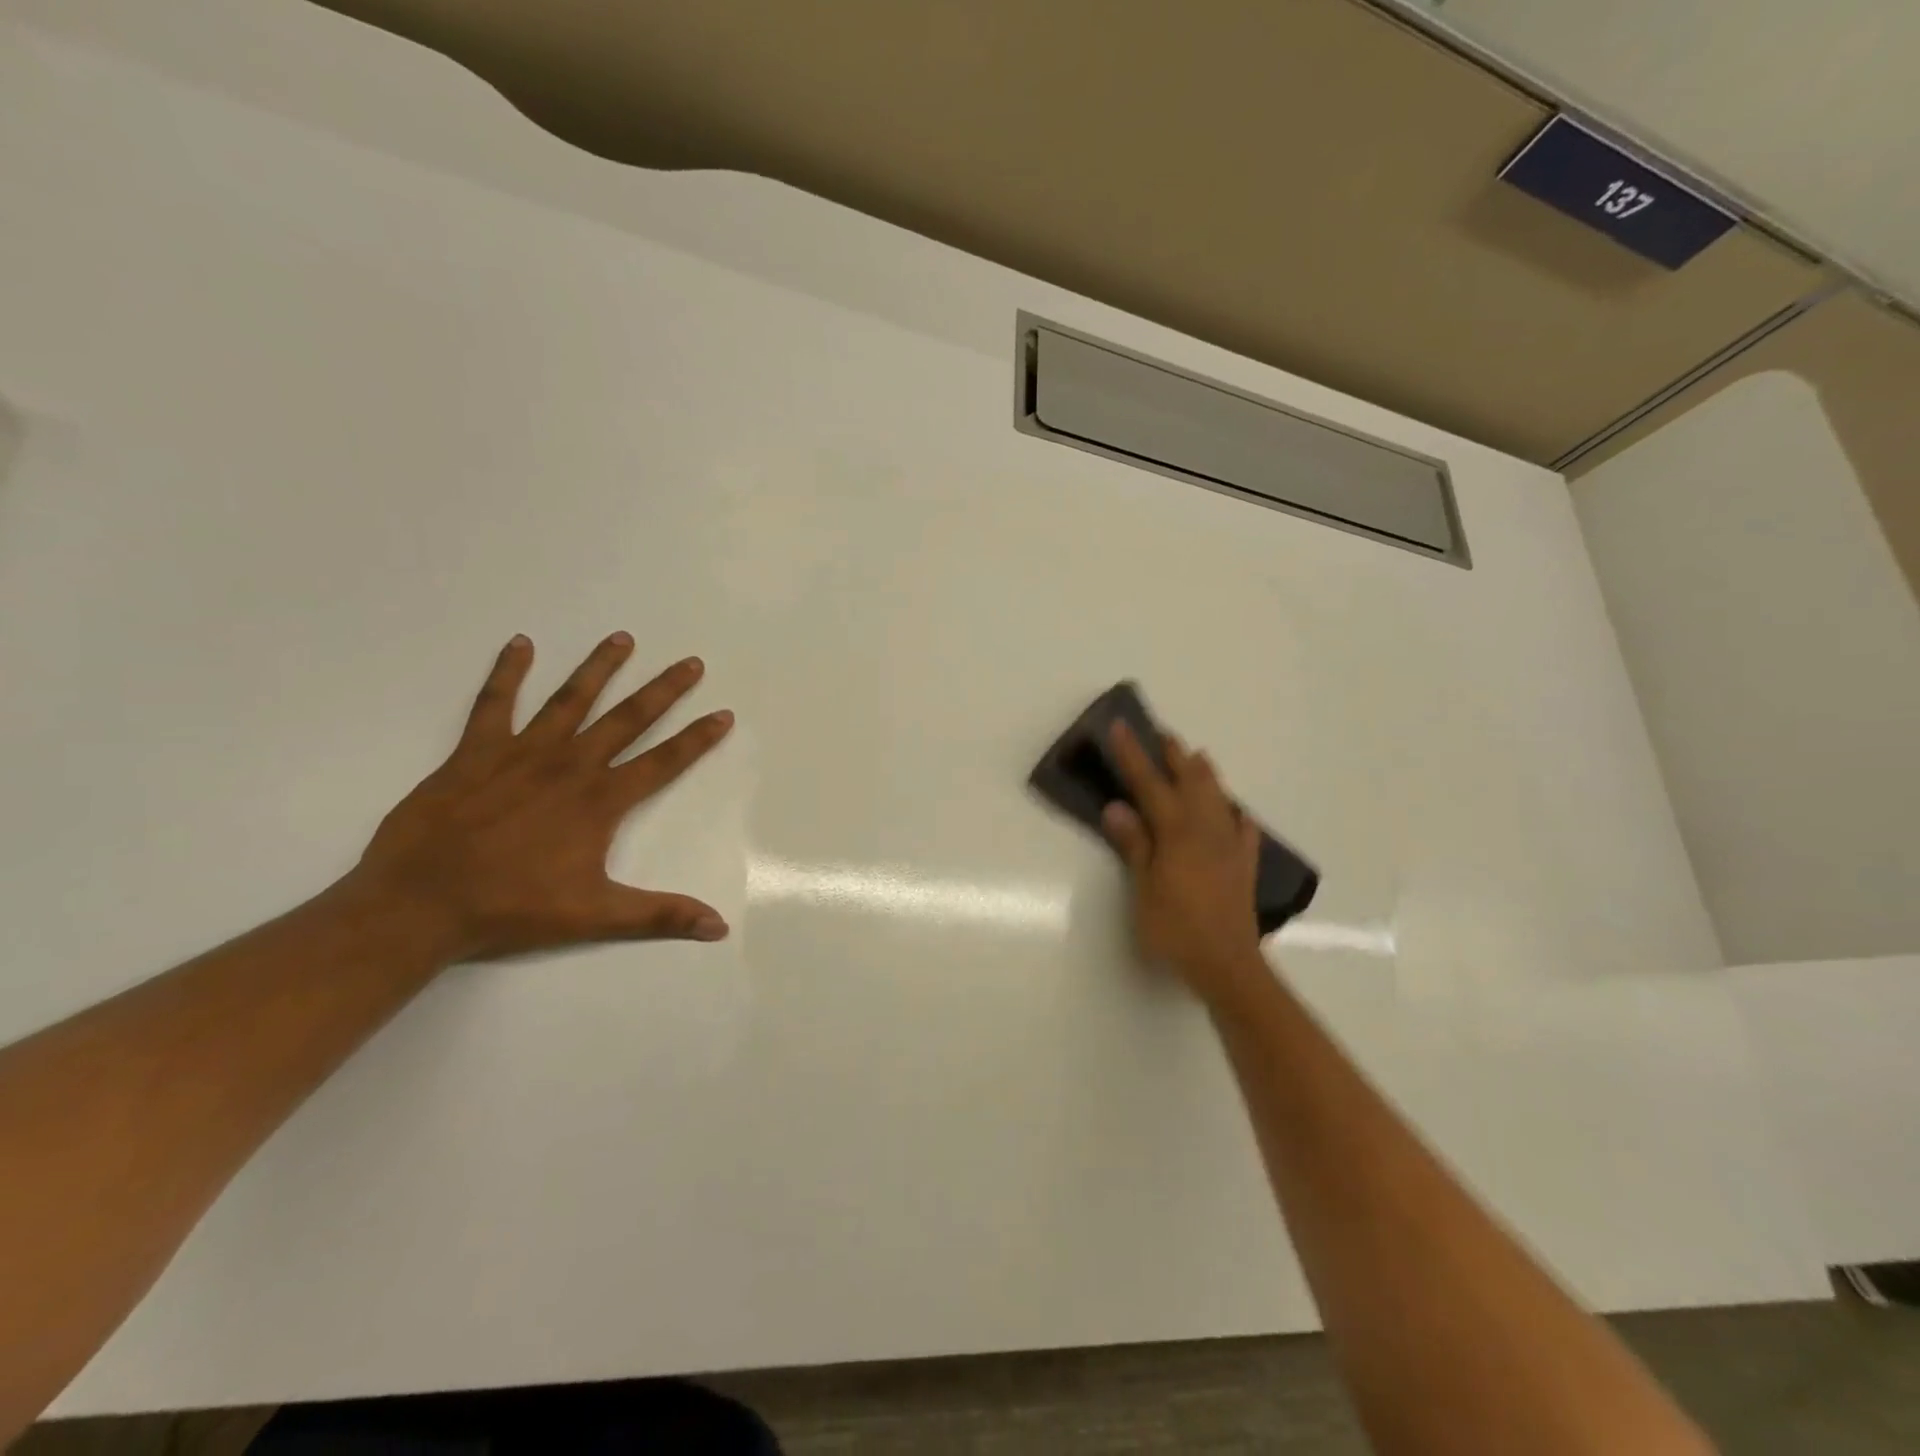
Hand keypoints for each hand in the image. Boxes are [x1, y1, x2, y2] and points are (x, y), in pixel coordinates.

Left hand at [348, 633, 734, 961]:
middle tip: (690, 662)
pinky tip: (521, 644)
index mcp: (601, 801)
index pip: (663, 762)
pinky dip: (508, 672)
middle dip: (663, 689)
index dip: (697, 738)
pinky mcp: (476, 752)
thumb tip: (718, 927)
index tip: (723, 714)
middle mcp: (570, 766)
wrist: (420, 904)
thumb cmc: (512, 908)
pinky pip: (496, 703)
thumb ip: (660, 915)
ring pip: (570, 699)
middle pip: (627, 718)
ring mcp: (522, 753)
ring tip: (622, 638)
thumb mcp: (596, 915)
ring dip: (599, 667)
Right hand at [1102, 722, 1263, 1000]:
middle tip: (1162, 734)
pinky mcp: (1244, 867)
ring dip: (1205, 774)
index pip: (1150, 784)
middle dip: (1175, 756)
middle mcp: (1206, 830)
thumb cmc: (1176, 930)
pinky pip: (1243, 831)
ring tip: (1197, 757)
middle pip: (1190, 782)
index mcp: (1177, 833)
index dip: (1133, 755)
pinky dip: (1236, 815)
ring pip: (1218, 799)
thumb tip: (1116, 806)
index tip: (1121, 726)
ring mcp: (1229, 847)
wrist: (1227, 966)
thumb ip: (1134, 845)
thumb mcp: (1143, 889)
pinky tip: (1236, 812)